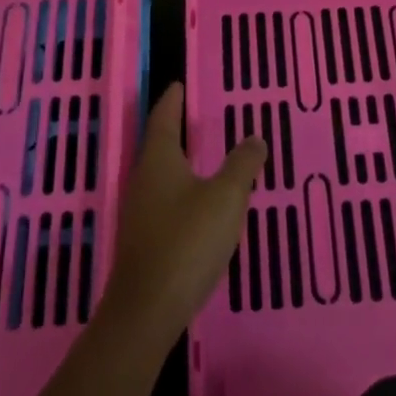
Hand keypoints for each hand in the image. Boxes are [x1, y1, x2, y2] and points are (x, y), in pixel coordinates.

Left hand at [99, 83, 263, 343]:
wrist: (147, 311)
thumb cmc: (187, 242)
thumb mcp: (225, 198)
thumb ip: (242, 165)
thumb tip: (255, 137)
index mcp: (159, 160)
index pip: (163, 119)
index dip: (172, 100)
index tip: (178, 84)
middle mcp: (144, 180)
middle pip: (160, 145)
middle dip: (177, 129)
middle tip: (198, 115)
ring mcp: (140, 213)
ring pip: (162, 175)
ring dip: (181, 162)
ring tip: (205, 155)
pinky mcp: (145, 241)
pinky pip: (165, 201)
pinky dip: (182, 190)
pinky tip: (200, 203)